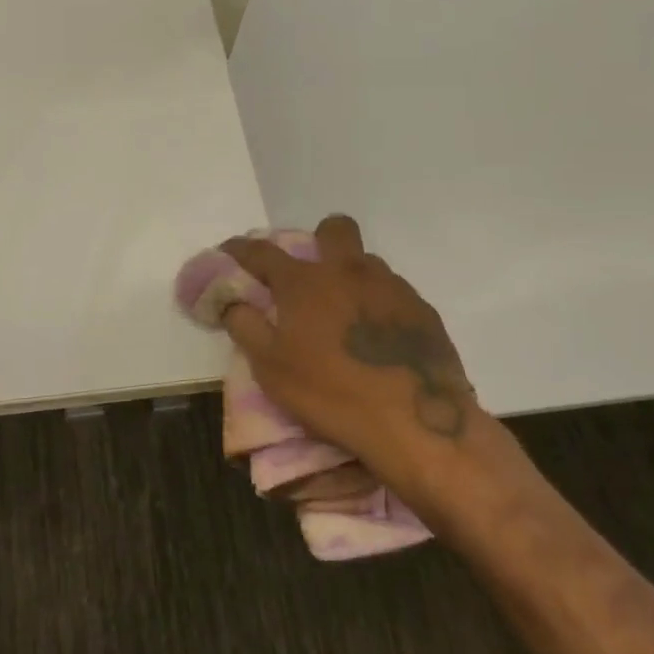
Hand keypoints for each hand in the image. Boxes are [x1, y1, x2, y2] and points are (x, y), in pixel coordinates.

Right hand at [221, 216, 486, 484]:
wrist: (417, 424)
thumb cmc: (330, 393)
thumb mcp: (270, 368)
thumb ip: (245, 326)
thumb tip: (232, 301)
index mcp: (305, 282)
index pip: (263, 252)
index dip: (241, 248)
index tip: (230, 250)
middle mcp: (348, 271)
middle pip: (334, 229)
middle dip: (318, 239)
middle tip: (309, 274)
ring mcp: (391, 287)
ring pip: (367, 261)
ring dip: (350, 275)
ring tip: (344, 312)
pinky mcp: (423, 310)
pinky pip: (393, 291)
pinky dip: (378, 304)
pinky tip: (377, 336)